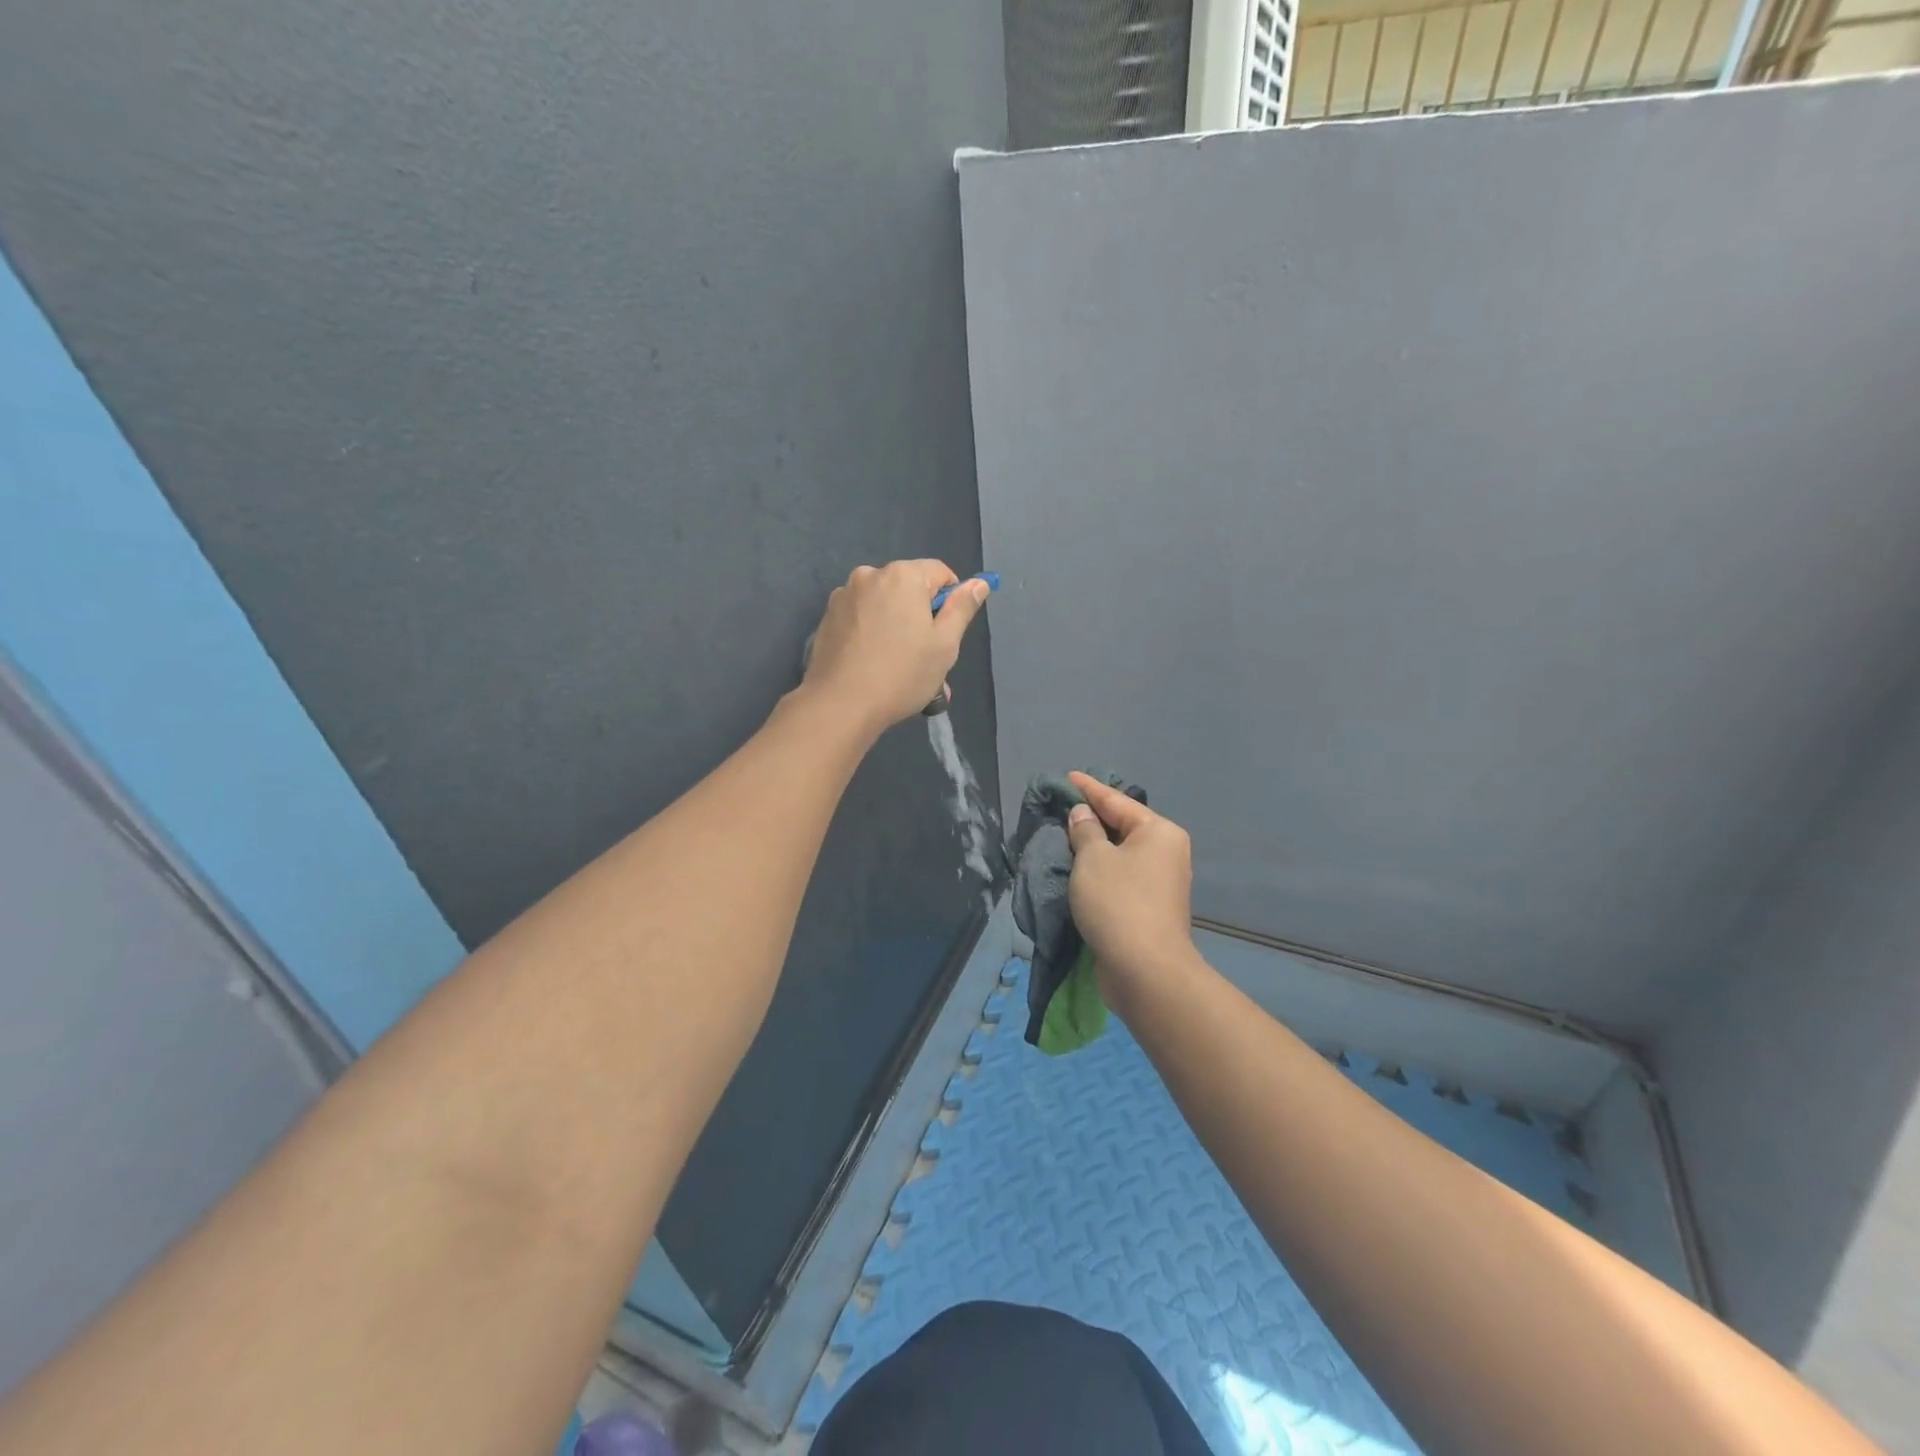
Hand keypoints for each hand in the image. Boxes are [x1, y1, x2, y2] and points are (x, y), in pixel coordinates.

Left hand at [801, 560, 988, 734]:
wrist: (840, 705)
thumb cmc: (902, 674)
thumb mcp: (945, 644)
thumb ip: (962, 608)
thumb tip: (978, 583)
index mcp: (903, 575)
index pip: (940, 573)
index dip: (950, 602)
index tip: (945, 635)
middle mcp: (870, 574)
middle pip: (909, 587)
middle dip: (920, 614)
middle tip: (922, 656)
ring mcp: (843, 595)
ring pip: (883, 603)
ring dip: (895, 623)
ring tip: (895, 664)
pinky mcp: (827, 617)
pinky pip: (861, 616)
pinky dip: (871, 632)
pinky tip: (870, 663)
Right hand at [1066, 772, 1195, 998]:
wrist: (1145, 970)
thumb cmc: (1118, 902)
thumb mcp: (1093, 858)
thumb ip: (1084, 830)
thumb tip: (1084, 815)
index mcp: (1159, 832)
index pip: (1117, 801)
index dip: (1089, 788)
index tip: (1068, 777)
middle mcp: (1166, 853)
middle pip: (1123, 826)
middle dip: (1092, 817)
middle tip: (1062, 806)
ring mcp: (1161, 882)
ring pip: (1121, 853)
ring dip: (1094, 846)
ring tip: (1065, 835)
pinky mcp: (1150, 908)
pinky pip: (1121, 877)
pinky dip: (1100, 870)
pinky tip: (1079, 869)